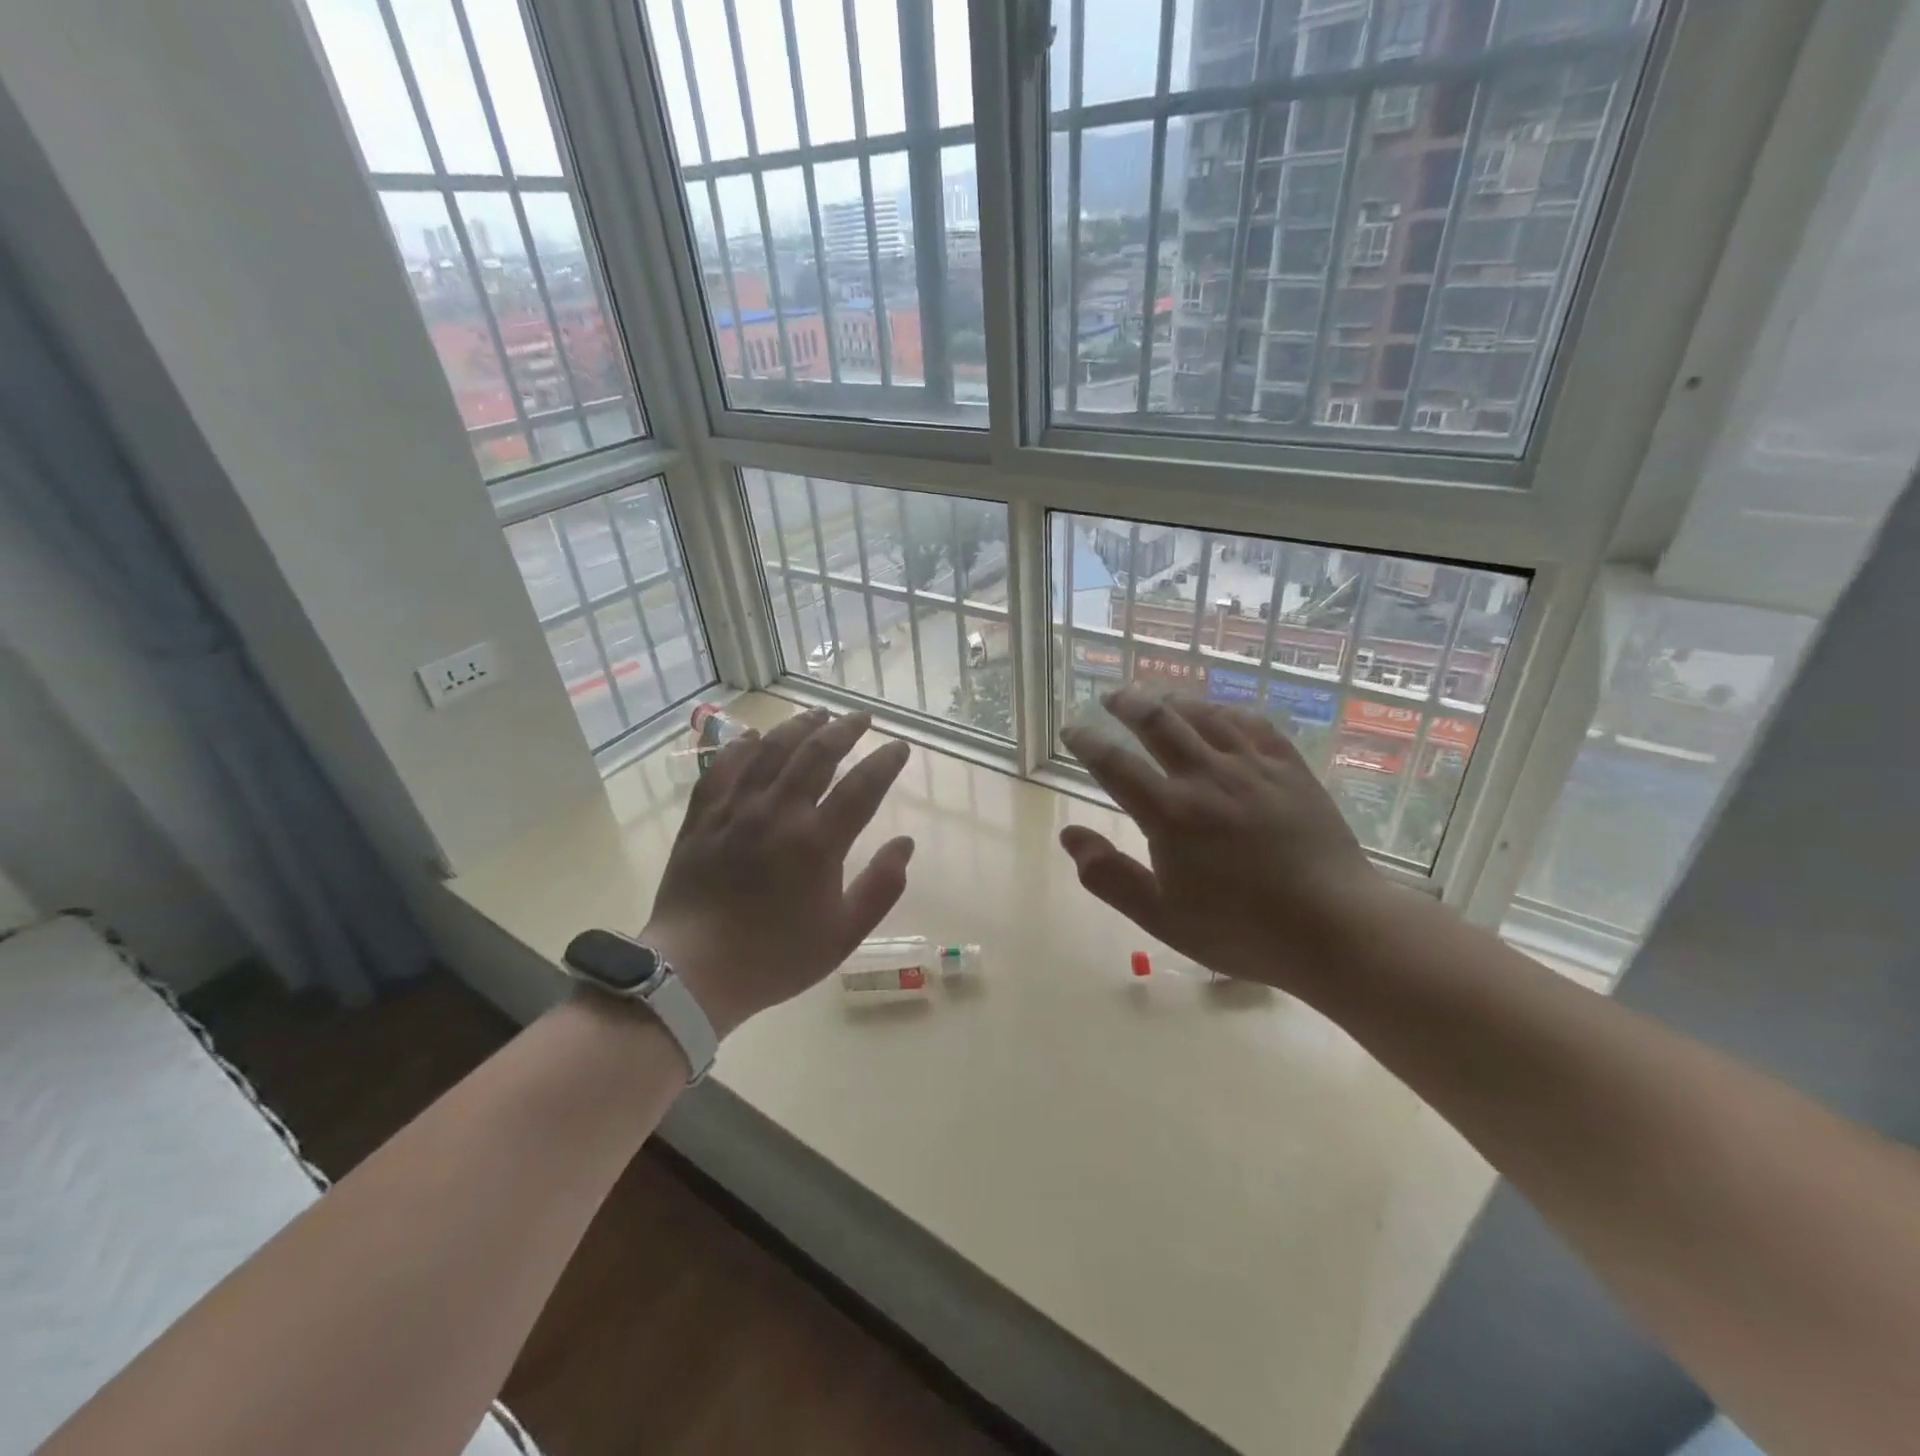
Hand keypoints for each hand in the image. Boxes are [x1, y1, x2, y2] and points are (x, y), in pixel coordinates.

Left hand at [644, 708, 913, 1034]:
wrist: (692, 972)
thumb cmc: (774, 957)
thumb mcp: (842, 935)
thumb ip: (881, 888)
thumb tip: (905, 844)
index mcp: (816, 842)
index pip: (862, 787)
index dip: (885, 762)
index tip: (900, 746)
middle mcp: (778, 813)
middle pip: (816, 754)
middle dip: (844, 730)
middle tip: (861, 718)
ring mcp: (735, 810)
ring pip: (770, 750)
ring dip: (799, 727)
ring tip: (818, 713)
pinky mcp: (702, 816)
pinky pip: (723, 767)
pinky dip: (742, 746)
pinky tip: (754, 737)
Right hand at [1058, 686, 1387, 991]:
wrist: (1335, 927)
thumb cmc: (1241, 930)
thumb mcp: (1161, 917)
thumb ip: (1109, 876)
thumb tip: (1069, 835)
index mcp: (1170, 813)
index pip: (1115, 764)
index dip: (1087, 742)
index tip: (1072, 729)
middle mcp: (1206, 777)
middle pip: (1159, 723)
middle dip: (1129, 704)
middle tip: (1112, 696)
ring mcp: (1253, 768)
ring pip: (1205, 715)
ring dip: (1174, 700)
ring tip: (1157, 696)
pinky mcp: (1290, 769)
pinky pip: (1253, 724)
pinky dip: (1226, 711)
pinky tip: (1219, 712)